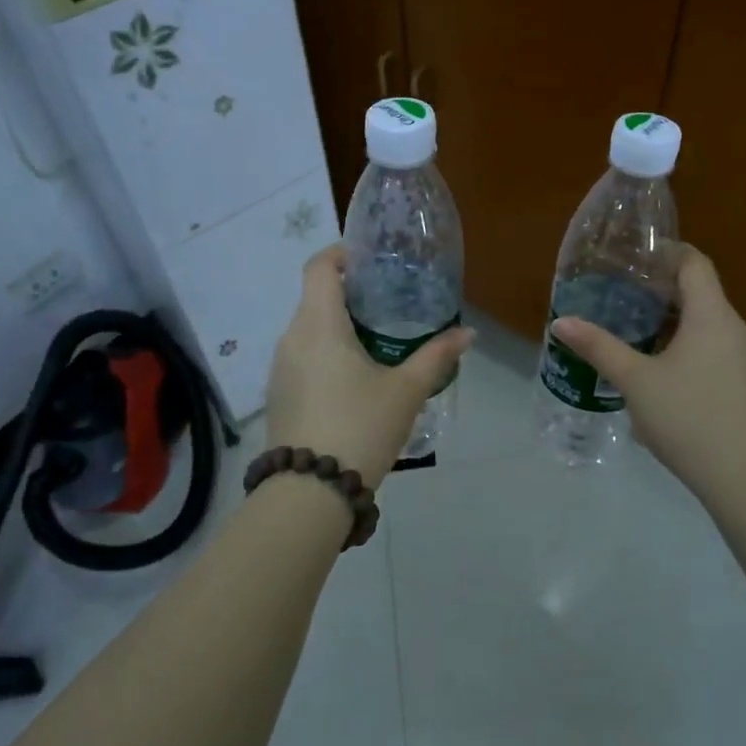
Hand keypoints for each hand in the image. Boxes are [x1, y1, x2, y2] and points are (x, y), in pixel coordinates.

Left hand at [266, 245, 473, 488]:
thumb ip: (437, 357)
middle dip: (349, 293)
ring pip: (308, 329)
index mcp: (319, 324)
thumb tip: (467, 334)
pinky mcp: (278, 393)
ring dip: (337, 326)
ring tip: (375, 341)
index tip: (371, 261)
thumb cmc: (361, 427)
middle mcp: (291, 337)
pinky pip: (302, 356)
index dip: (342, 253)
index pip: (319, 266)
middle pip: (315, 297)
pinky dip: (325, 352)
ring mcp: (280, 367)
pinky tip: (353, 378)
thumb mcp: (406, 391)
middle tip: (389, 303)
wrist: (310, 491)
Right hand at [551, 245, 745, 501]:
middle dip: (660, 287)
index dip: (665, 253)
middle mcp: (734, 327)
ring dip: (671, 317)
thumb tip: (561, 322)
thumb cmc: (686, 417)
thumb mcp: (635, 380)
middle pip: (700, 290)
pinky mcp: (743, 380)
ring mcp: (743, 355)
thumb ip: (599, 347)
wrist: (740, 474)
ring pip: (706, 320)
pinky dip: (685, 340)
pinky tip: (657, 363)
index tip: (631, 257)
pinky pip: (712, 344)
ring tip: (632, 325)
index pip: (694, 263)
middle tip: (620, 291)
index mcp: (712, 316)